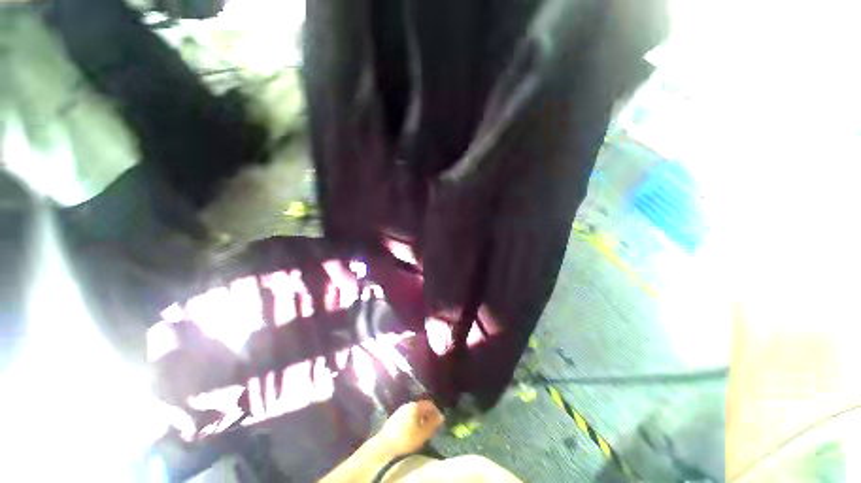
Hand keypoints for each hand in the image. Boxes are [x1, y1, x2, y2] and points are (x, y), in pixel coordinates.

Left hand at [376, 400, 443, 454]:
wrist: (384, 444)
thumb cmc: (406, 438)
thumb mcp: (423, 434)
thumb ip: (433, 424)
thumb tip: (441, 417)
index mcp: (415, 406)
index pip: (429, 404)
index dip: (436, 411)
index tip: (440, 421)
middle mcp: (408, 404)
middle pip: (422, 407)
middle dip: (429, 415)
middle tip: (433, 425)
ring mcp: (400, 410)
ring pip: (415, 411)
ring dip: (421, 418)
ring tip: (424, 429)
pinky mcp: (395, 417)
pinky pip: (408, 415)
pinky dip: (414, 420)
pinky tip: (413, 430)